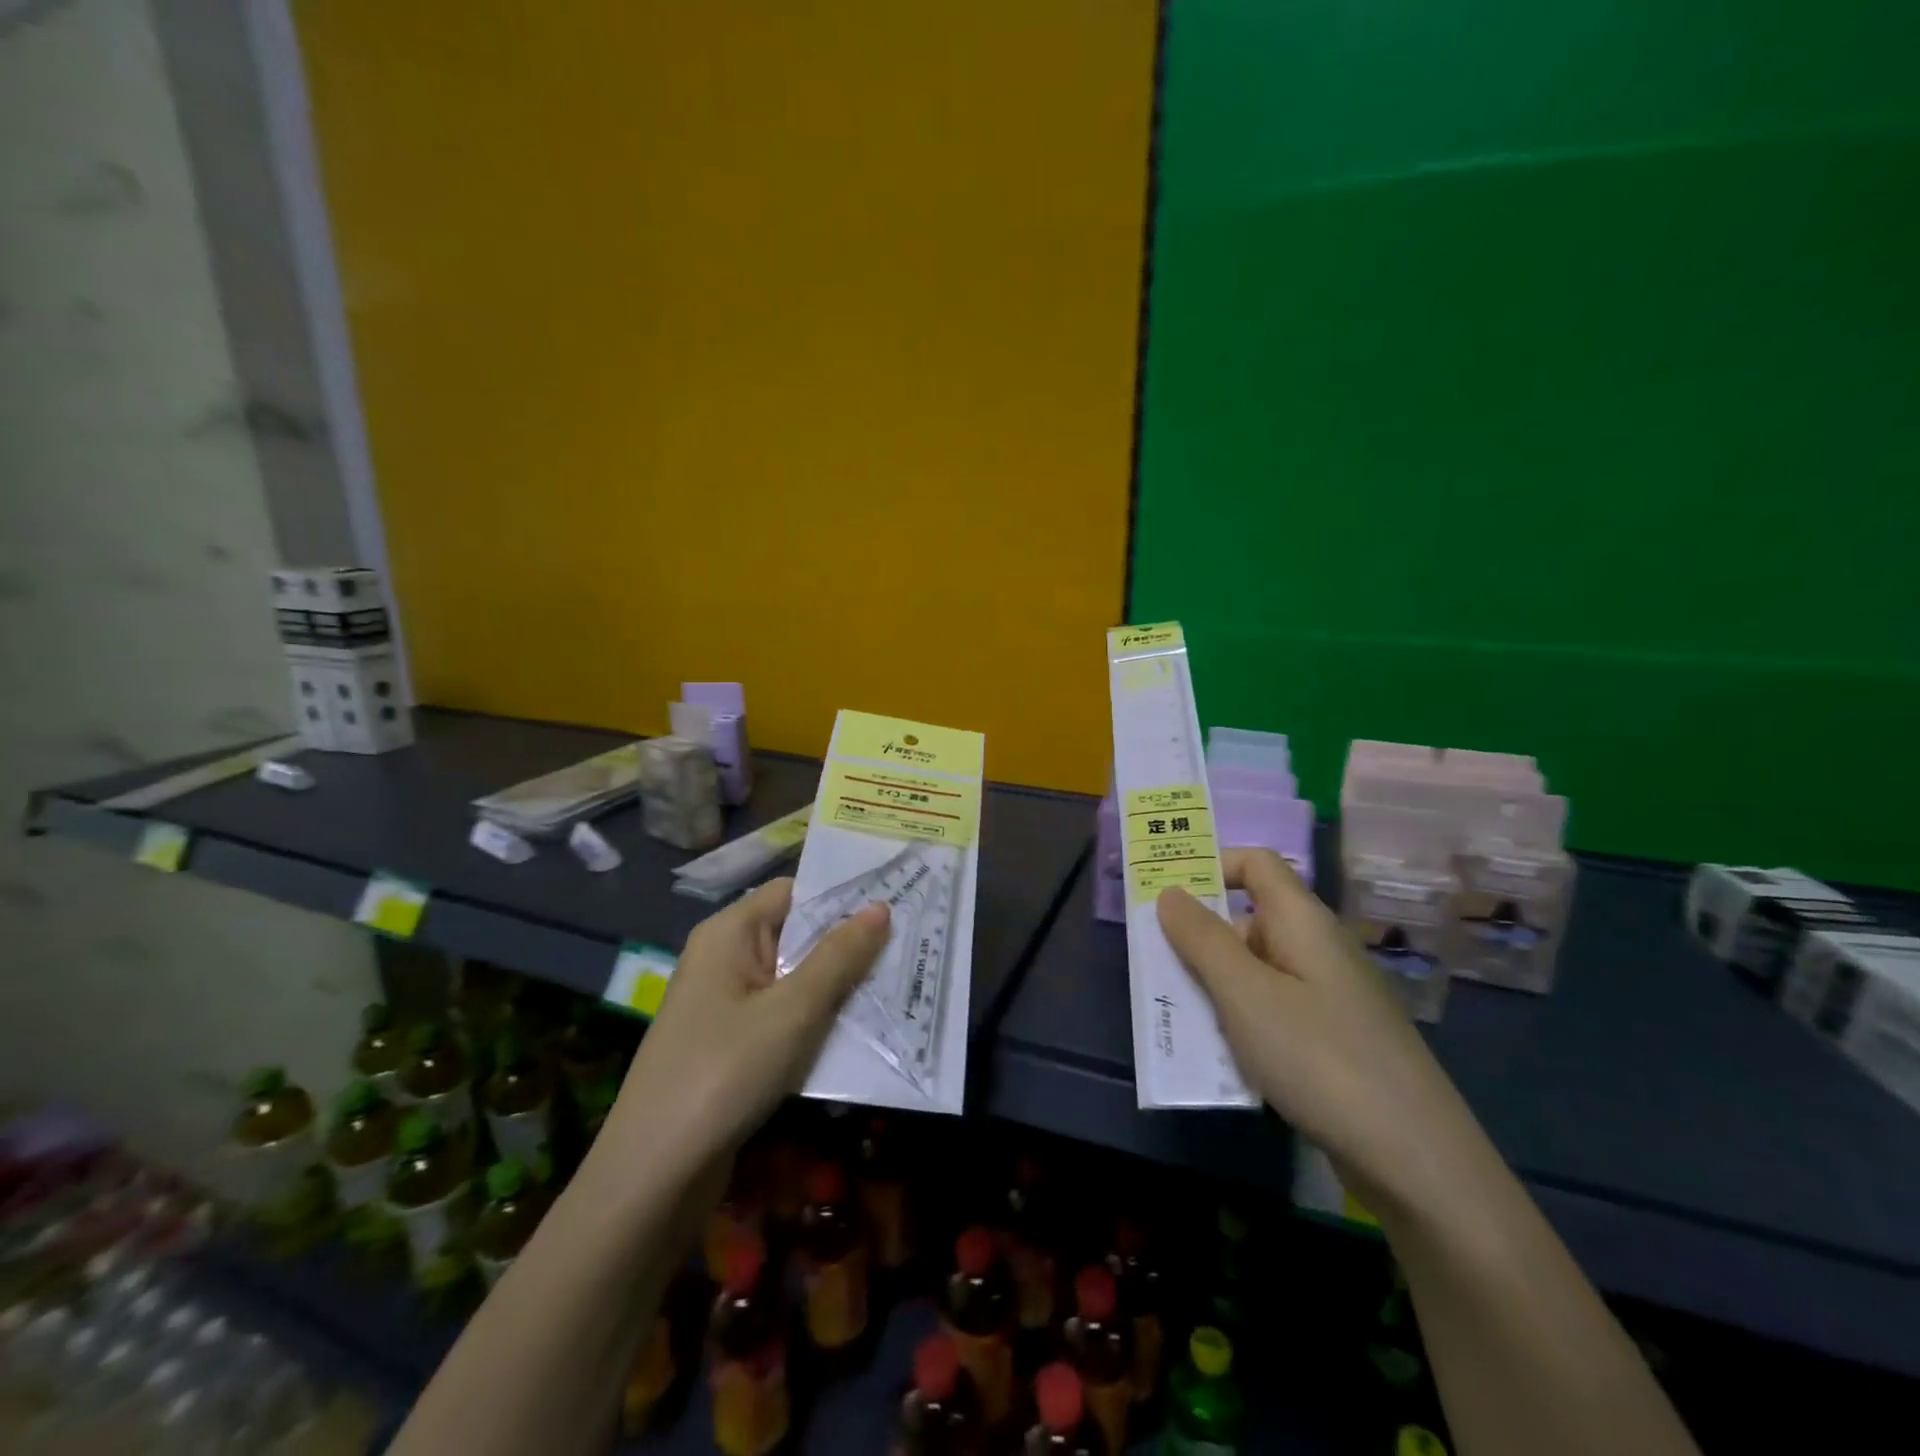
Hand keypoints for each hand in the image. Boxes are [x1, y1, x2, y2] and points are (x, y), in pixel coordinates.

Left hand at [599, 879, 889, 1187]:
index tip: (895, 904)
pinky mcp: (730, 1045)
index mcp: (729, 933)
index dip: (840, 897)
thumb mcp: (794, 1010)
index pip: (793, 892)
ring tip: (895, 987)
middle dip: (847, 945)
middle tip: (908, 947)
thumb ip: (839, 956)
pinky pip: (782, 1016)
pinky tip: (858, 1032)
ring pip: (793, 979)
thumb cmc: (725, 1072)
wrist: (654, 1176)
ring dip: (837, 986)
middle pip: (795, 934)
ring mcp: (725, 1004)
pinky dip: (816, 1020)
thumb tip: (879, 907)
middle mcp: (724, 959)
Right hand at [1156, 849, 1492, 1214]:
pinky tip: (1218, 1056)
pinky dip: (1238, 1022)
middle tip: (1151, 964)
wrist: (1417, 1161)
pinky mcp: (1331, 1041)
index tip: (1164, 894)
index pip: (1255, 864)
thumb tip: (1170, 892)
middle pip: (1248, 920)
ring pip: (1255, 971)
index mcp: (1302, 922)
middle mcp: (1317, 949)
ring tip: (1173, 1014)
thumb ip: (1202, 939)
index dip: (1210, 866)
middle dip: (1197, 938)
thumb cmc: (1320, 1058)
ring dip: (1212, 986)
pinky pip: (1271, 1011)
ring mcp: (1327, 997)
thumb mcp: (1245, 994)